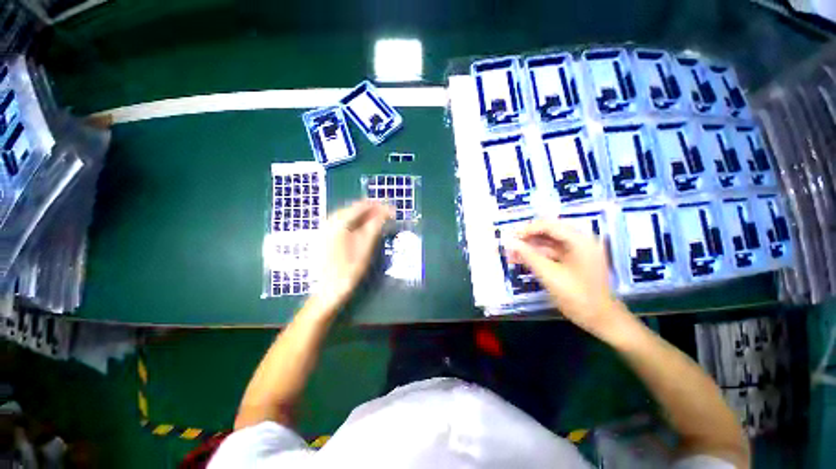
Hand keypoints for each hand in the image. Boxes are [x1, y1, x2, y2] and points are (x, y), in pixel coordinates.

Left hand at [312, 200, 393, 310]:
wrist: (329, 288)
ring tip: (379, 220)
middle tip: (388, 215)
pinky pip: (343, 223)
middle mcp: (329, 220)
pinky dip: (356, 223)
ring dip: (365, 216)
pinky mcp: (325, 236)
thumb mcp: (366, 245)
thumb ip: (375, 225)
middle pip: (354, 209)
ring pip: (348, 215)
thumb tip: (386, 211)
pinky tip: (364, 228)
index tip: (392, 210)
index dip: (378, 206)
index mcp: (338, 221)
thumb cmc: (349, 268)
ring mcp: (325, 228)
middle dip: (372, 210)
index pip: (361, 206)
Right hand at [506, 220, 628, 337]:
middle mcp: (580, 241)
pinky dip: (537, 255)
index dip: (528, 229)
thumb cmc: (577, 297)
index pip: (550, 225)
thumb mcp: (549, 275)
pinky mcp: (573, 261)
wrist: (601, 320)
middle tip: (509, 244)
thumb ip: (528, 256)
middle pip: (549, 232)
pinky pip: (552, 253)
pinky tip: (522, 260)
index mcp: (580, 241)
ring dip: (530, 247)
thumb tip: (508, 242)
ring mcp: (577, 251)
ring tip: (511, 254)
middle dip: (527, 238)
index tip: (510, 236)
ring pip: (548, 243)